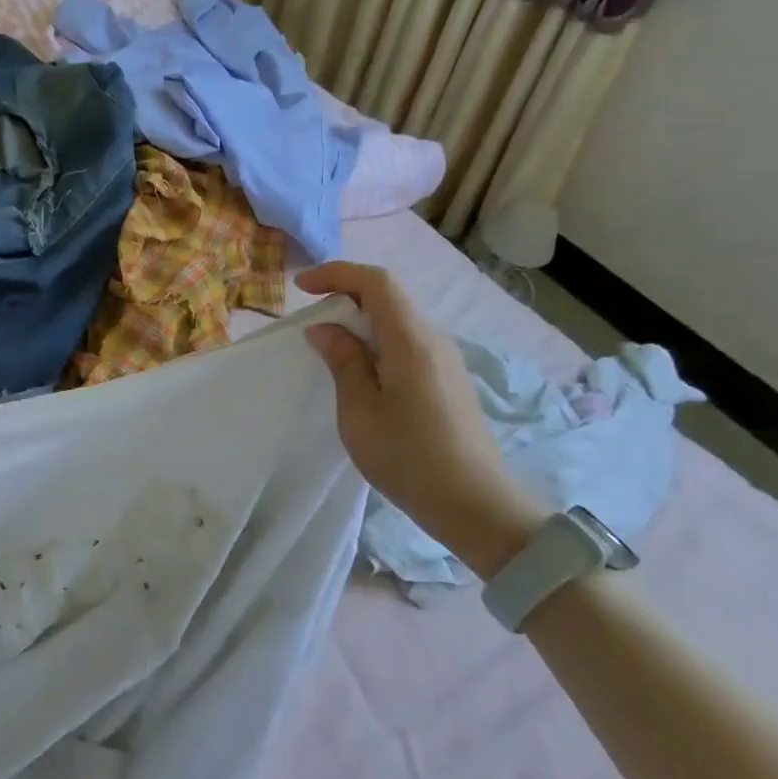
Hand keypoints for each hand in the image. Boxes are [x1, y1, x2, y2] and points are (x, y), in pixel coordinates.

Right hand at [299, 262, 548, 579]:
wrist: (475, 505)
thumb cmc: (409, 457)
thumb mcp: (360, 411)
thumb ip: (343, 362)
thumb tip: (326, 329)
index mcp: (411, 341)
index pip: (377, 282)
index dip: (337, 274)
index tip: (302, 286)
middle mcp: (434, 340)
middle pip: (388, 298)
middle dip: (345, 297)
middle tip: (309, 323)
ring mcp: (445, 360)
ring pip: (397, 322)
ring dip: (360, 324)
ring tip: (328, 350)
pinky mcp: (447, 381)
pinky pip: (406, 344)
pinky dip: (376, 343)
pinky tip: (360, 374)